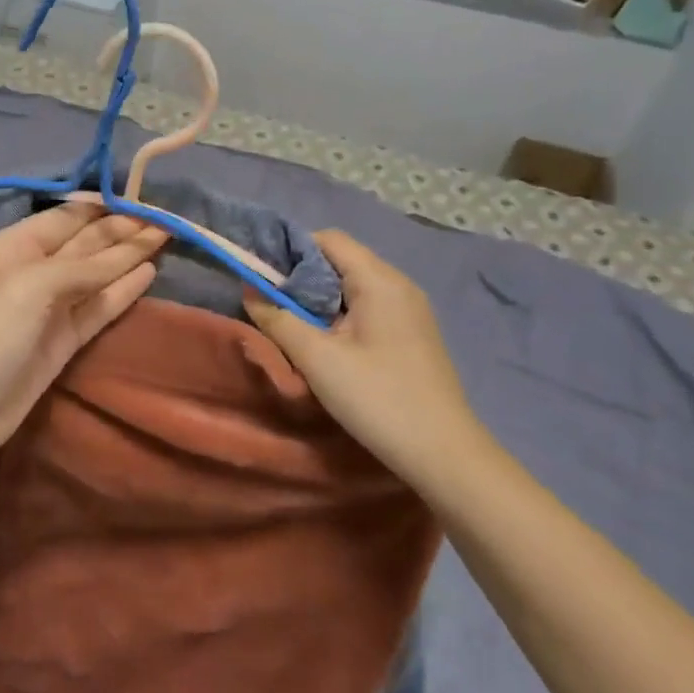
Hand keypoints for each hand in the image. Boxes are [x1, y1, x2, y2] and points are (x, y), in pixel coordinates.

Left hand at [0, 205, 167, 460]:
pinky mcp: (64, 338)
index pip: (65, 217)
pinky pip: (98, 306)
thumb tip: (127, 254)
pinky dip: (122, 290)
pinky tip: (148, 273)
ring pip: (96, 274)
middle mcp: (33, 269)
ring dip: (128, 256)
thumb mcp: (30, 286)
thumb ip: (80, 266)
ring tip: (165, 236)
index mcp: (14, 246)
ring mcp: (50, 306)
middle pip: (85, 243)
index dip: (103, 207)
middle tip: (164, 218)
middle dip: (121, 229)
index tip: (142, 198)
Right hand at [244, 231, 487, 483]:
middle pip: (340, 261)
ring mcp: (409, 310)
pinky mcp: (411, 334)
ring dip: (318, 300)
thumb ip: (278, 319)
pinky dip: (339, 316)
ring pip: (352, 287)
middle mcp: (398, 285)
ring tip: (291, 327)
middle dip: (301, 278)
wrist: (443, 453)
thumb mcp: (317, 359)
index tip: (261, 277)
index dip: (291, 251)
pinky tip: (325, 345)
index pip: (329, 239)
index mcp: (379, 281)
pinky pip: (367, 308)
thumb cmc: (377, 398)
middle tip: (270, 305)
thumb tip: (250, 291)